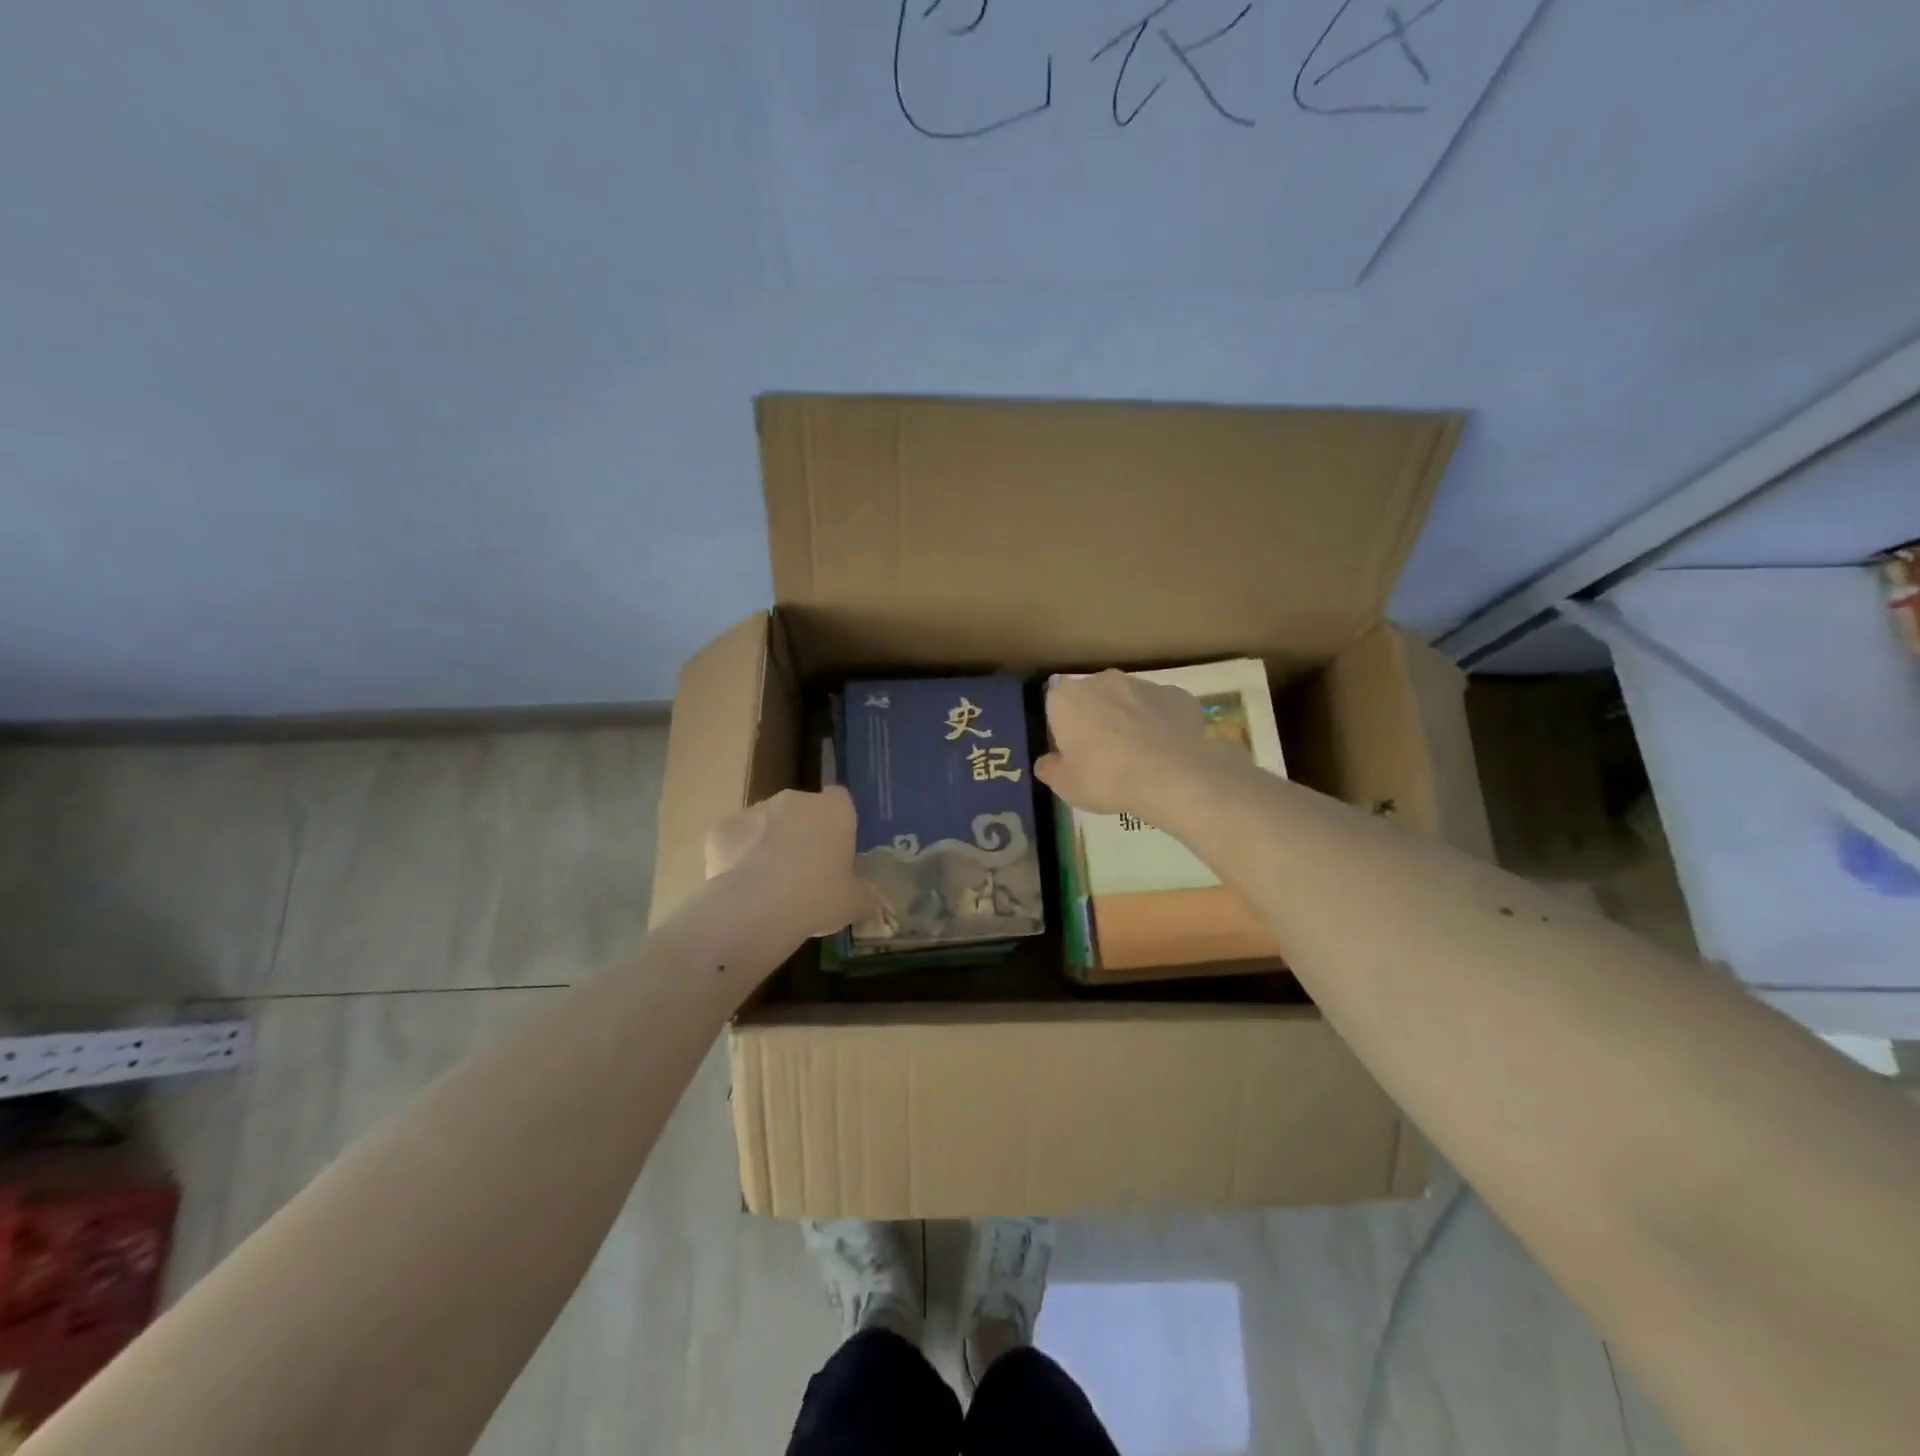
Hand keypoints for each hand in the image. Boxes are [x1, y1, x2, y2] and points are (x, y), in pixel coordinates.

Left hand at [704, 787, 876, 940]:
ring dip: (769, 844)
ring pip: (766, 823)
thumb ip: (867, 896)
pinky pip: (735, 841)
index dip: (837, 823)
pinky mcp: (722, 829)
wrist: (756, 908)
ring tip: (770, 886)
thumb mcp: (855, 903)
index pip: (840, 800)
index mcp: (834, 810)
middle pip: (801, 810)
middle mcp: (795, 799)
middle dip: (802, 833)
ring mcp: (755, 810)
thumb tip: (873, 900)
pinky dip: (737, 858)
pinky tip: (742, 888)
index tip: (835, 850)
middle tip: (804, 873)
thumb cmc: (818, 897)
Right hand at [1035, 670, 1222, 817]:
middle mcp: (1103, 681)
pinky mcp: (1177, 696)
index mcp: (1067, 697)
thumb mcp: (1065, 785)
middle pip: (1092, 695)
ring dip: (1129, 717)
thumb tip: (1046, 762)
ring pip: (1129, 699)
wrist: (1170, 778)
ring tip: (1139, 754)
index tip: (1071, 748)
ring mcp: (1143, 685)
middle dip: (1096, 716)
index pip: (1055, 702)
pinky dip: (1162, 723)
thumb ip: (1051, 769)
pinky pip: (1162, 708)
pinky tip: (1166, 750)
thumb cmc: (1105, 778)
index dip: (1062, 725)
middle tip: (1103, 753)